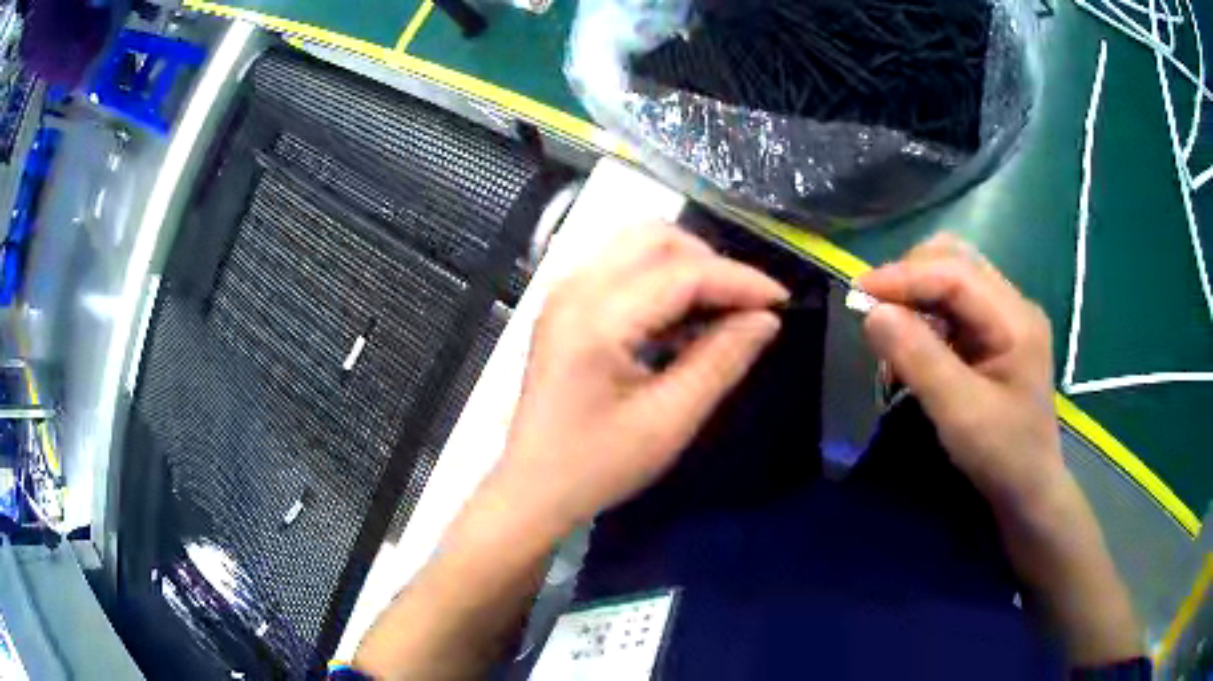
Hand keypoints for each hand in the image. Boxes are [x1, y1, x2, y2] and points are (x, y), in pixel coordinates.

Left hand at [492, 223, 787, 530]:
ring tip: (719, 312)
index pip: (682, 272)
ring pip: (637, 245)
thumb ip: (721, 361)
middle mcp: (574, 288)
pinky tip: (681, 321)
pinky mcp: (564, 306)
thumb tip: (766, 319)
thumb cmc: (597, 465)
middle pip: (655, 238)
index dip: (739, 280)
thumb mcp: (669, 421)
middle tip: (745, 307)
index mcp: (597, 319)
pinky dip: (660, 280)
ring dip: (686, 266)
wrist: (532, 488)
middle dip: (711, 263)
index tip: (781, 300)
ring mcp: (564, 293)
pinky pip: (621, 267)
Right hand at [857, 233, 1064, 519]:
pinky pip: (952, 304)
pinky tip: (914, 346)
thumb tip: (872, 312)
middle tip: (876, 313)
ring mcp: (1004, 317)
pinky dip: (924, 315)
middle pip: (954, 261)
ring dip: (915, 295)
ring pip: (950, 277)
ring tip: (893, 334)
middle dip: (910, 278)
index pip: (955, 273)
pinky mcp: (993, 333)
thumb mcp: (961, 414)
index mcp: (1016, 320)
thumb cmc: (1003, 457)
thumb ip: (920, 360)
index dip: (904, 276)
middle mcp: (1012, 305)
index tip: (858, 293)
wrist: (1029, 490)